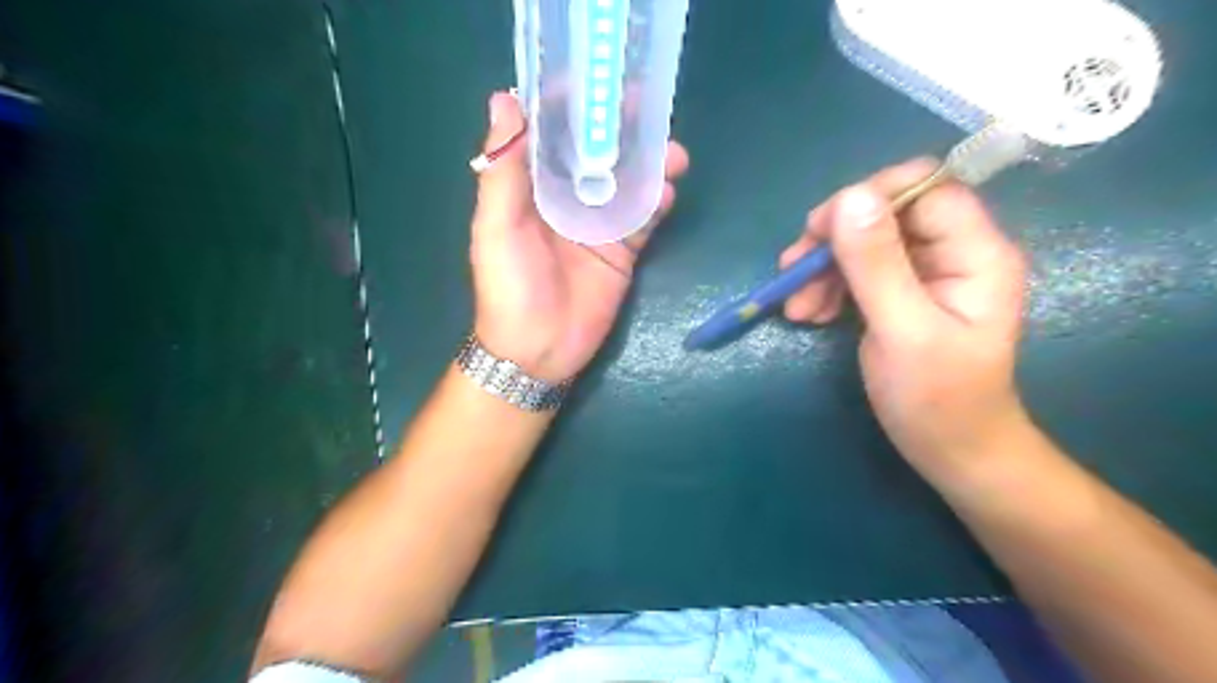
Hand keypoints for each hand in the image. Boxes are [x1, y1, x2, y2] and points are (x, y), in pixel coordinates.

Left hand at [471, 90, 687, 382]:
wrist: (537, 350)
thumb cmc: (510, 287)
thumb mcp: (496, 227)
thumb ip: (504, 170)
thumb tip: (503, 99)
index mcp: (532, 190)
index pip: (553, 137)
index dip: (573, 108)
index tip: (598, 83)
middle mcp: (566, 201)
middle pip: (598, 156)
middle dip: (623, 133)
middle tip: (649, 110)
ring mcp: (597, 227)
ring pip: (627, 185)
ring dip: (649, 165)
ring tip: (673, 154)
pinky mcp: (621, 252)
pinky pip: (643, 220)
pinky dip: (657, 202)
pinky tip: (669, 190)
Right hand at [785, 156, 1030, 481]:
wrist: (950, 450)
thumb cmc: (937, 399)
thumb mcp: (903, 331)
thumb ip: (876, 264)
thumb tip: (848, 197)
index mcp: (975, 252)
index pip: (924, 188)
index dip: (869, 198)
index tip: (819, 231)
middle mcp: (952, 252)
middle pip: (887, 212)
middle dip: (835, 239)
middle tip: (793, 271)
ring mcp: (924, 272)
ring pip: (864, 241)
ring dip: (823, 267)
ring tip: (796, 306)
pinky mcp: (899, 292)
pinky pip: (856, 270)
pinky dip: (827, 286)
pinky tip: (809, 313)